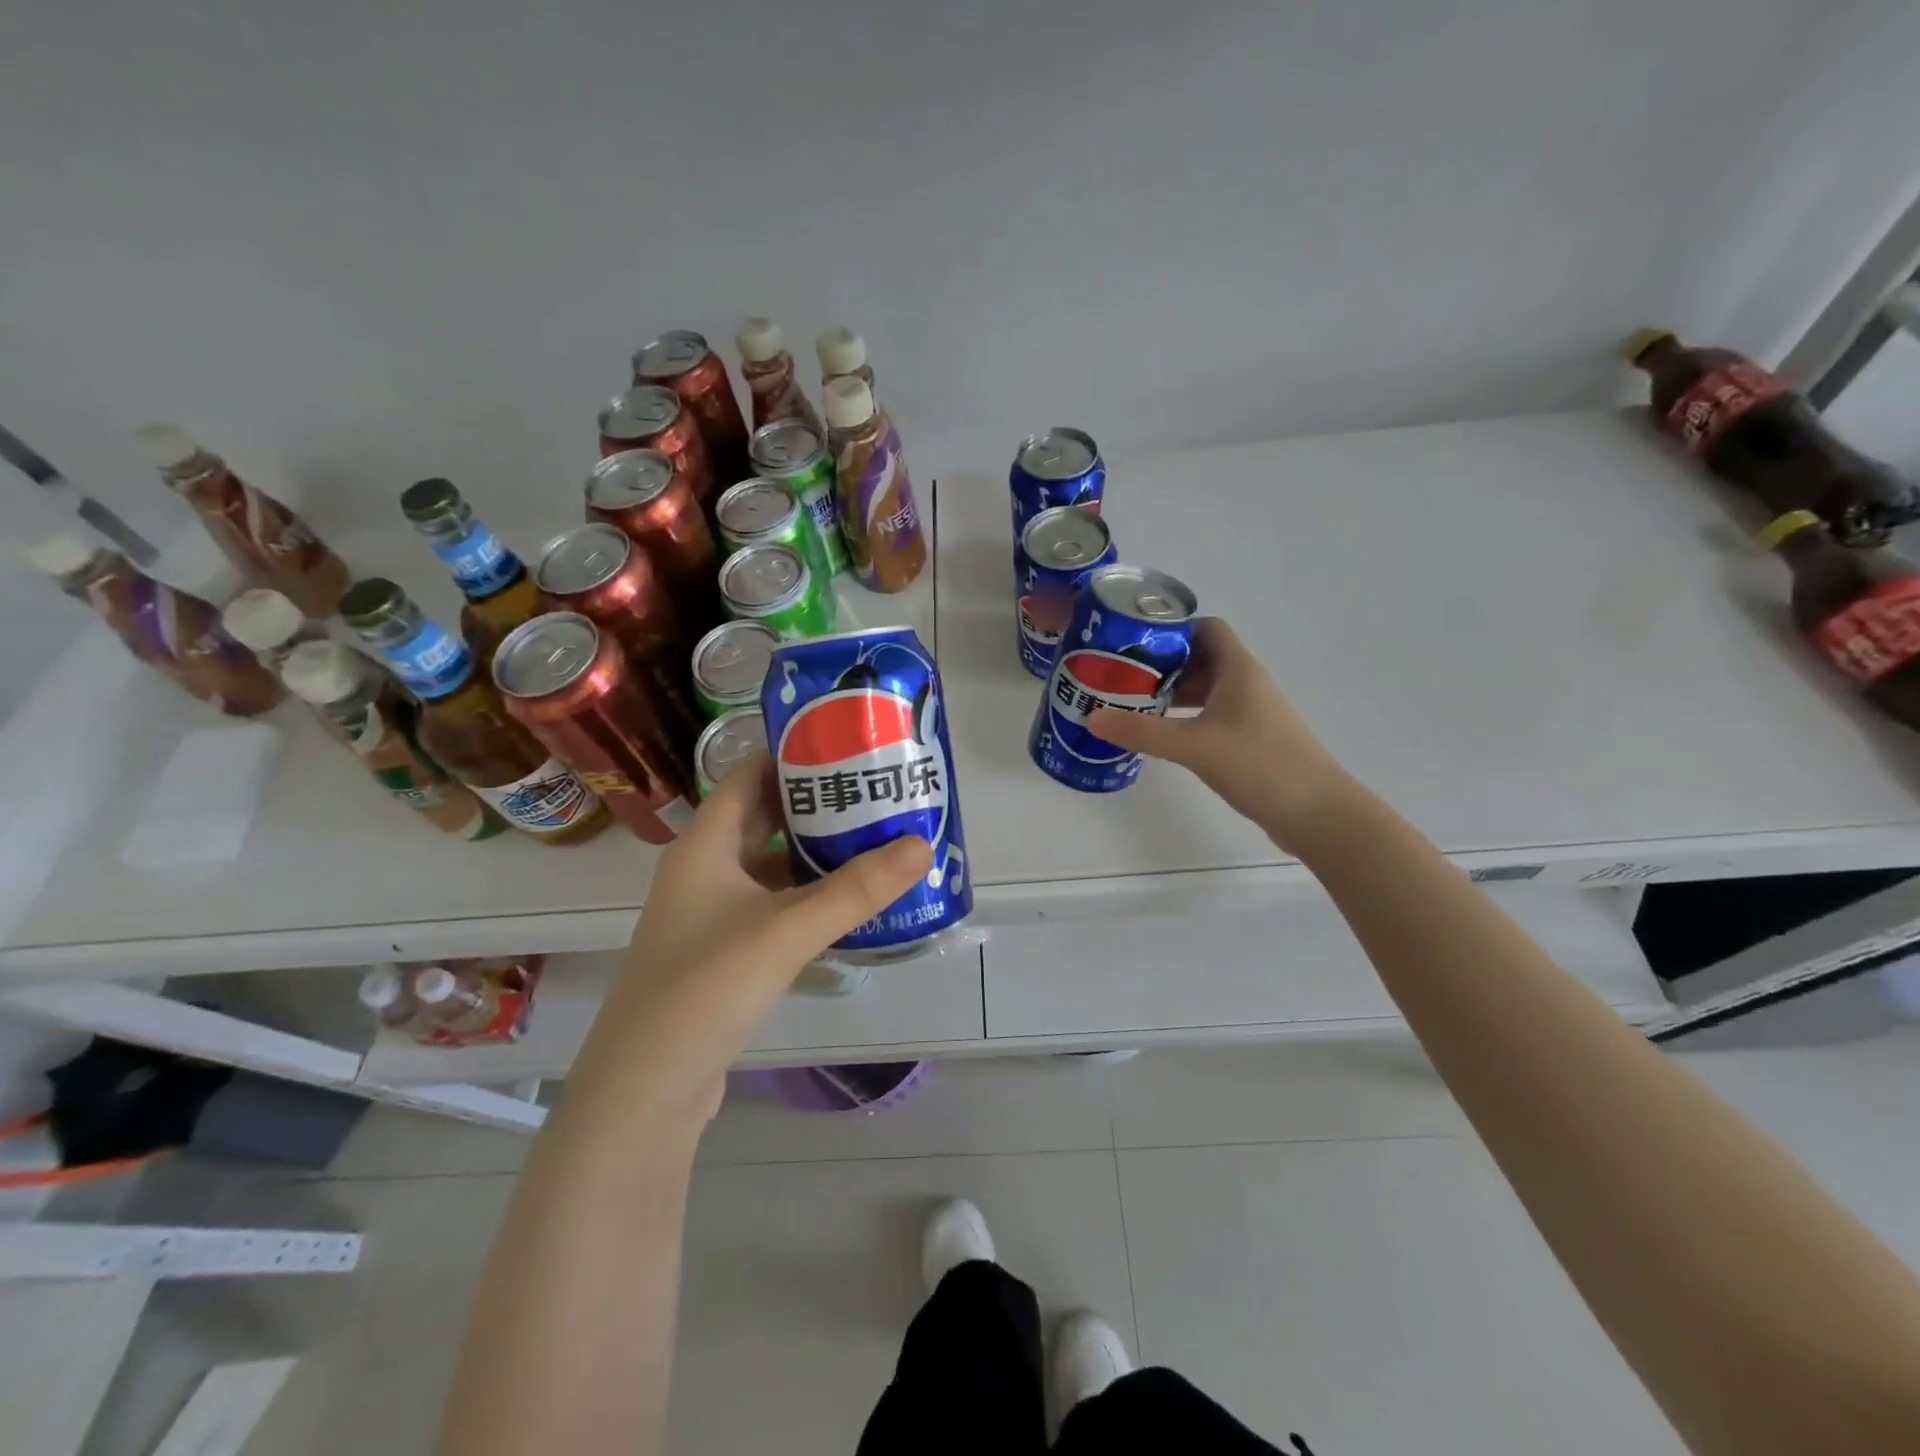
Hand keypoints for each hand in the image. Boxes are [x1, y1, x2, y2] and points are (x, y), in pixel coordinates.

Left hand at [568, 754, 932, 1130]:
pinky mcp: (722, 951)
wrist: (646, 1089)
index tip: (847, 745)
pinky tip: (847, 900)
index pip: (748, 775)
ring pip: (769, 864)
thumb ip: (855, 889)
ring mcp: (710, 913)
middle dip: (816, 803)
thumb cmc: (706, 987)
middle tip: (875, 791)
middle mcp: (703, 870)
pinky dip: (806, 894)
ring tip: (873, 837)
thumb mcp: (786, 930)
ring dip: (814, 852)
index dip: (792, 755)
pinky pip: (771, 904)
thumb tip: (921, 846)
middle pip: (763, 818)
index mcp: (704, 845)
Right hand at [1088, 618, 1354, 853]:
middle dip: (1160, 664)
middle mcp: (1244, 683)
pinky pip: (1208, 716)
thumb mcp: (1195, 746)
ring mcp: (1248, 713)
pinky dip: (1182, 718)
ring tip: (1129, 703)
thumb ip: (1142, 731)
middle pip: (1198, 659)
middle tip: (1119, 675)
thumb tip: (1091, 716)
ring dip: (1169, 693)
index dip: (1171, 629)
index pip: (1205, 628)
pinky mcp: (1247, 740)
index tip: (1133, 641)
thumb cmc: (1260, 764)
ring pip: (1203, 690)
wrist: (1316, 812)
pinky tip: (1159, 734)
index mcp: (1238, 669)